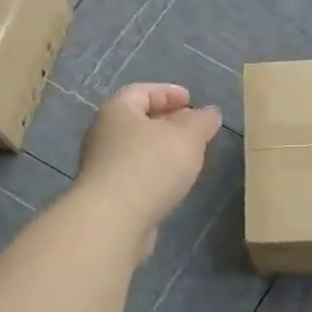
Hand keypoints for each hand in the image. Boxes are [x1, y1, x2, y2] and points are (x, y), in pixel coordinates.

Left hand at [76, 83, 222, 252]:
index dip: (168, 93)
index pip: (142, 91)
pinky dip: (154, 172)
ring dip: (161, 149)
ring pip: (136, 149)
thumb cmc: (151, 166)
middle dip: (167, 121)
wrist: (113, 220)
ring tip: (188, 157)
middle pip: (138, 120)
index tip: (191, 101)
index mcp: (118, 111)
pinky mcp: (107, 195)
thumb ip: (202, 122)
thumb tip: (210, 113)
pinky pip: (134, 174)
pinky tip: (172, 183)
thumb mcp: (188, 137)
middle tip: (194, 128)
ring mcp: (102, 167)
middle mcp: (103, 134)